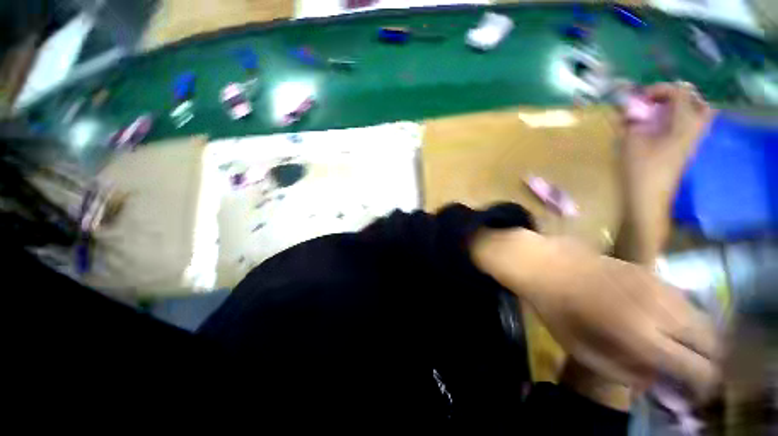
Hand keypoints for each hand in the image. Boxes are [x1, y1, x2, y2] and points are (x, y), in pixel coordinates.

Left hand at [473, 229, 718, 399]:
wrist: (544, 263)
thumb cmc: (555, 308)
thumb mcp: (581, 350)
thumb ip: (623, 372)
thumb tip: (655, 380)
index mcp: (641, 336)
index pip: (697, 368)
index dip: (702, 385)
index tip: (694, 392)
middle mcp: (660, 310)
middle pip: (712, 341)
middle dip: (708, 361)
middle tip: (691, 369)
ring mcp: (657, 285)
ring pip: (703, 317)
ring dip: (700, 337)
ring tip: (681, 346)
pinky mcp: (649, 270)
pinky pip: (684, 298)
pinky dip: (687, 315)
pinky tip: (667, 320)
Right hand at [616, 83, 713, 261]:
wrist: (648, 197)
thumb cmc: (640, 170)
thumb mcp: (630, 142)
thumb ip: (630, 121)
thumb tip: (626, 108)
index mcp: (683, 124)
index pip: (680, 93)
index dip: (660, 89)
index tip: (640, 97)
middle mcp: (694, 129)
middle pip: (698, 102)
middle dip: (677, 96)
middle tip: (657, 102)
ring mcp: (693, 140)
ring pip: (698, 114)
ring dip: (680, 108)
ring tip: (660, 113)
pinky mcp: (686, 150)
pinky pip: (690, 126)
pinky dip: (678, 120)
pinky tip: (660, 127)